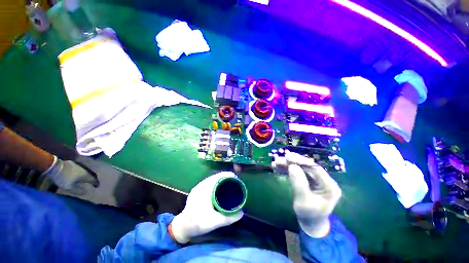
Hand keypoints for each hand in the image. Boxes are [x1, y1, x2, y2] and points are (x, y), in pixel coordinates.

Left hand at [43, 156, 98, 194]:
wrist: (55, 166)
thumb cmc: (63, 178)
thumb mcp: (69, 186)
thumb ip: (77, 190)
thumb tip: (85, 192)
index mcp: (85, 175)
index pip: (93, 180)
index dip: (95, 183)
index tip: (97, 186)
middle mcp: (84, 170)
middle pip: (89, 175)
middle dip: (90, 179)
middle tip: (91, 182)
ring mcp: (78, 166)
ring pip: (84, 171)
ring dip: (84, 175)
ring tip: (83, 178)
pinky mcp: (72, 163)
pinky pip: (78, 169)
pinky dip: (78, 172)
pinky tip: (76, 174)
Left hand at [169, 172, 243, 243]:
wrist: (182, 227)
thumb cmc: (198, 222)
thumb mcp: (215, 222)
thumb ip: (229, 218)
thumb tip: (242, 213)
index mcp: (206, 188)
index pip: (219, 176)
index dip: (228, 175)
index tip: (236, 178)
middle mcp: (201, 185)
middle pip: (216, 176)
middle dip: (226, 177)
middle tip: (235, 182)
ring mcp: (198, 187)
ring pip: (212, 179)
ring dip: (221, 179)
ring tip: (229, 183)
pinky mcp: (196, 190)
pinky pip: (208, 182)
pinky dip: (215, 182)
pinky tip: (219, 188)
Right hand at [272, 151, 341, 237]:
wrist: (310, 223)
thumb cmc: (309, 215)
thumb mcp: (303, 201)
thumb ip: (299, 184)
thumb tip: (292, 166)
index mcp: (329, 186)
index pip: (316, 169)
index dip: (301, 161)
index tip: (288, 157)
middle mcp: (324, 180)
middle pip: (307, 167)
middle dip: (292, 162)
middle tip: (279, 159)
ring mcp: (315, 179)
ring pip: (300, 168)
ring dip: (287, 165)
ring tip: (275, 163)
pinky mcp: (308, 179)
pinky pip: (297, 172)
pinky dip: (287, 169)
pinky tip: (277, 168)